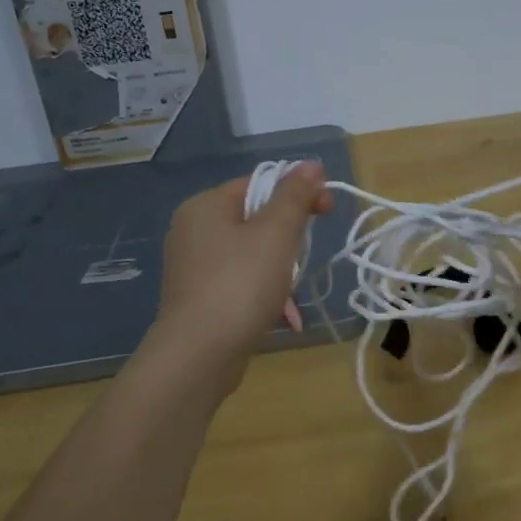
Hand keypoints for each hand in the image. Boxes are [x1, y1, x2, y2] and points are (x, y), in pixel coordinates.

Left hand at [150, 162, 333, 387]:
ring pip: (250, 253)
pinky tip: (283, 316)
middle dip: (289, 238)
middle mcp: (192, 230)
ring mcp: (192, 267)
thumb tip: (310, 164)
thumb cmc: (240, 285)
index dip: (298, 192)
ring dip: (280, 270)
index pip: (260, 183)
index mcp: (205, 206)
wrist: (198, 356)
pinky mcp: (198, 298)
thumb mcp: (276, 234)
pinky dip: (263, 292)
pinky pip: (239, 282)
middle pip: (255, 218)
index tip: (328, 210)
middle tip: (306, 258)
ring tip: (292, 295)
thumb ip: (294, 196)